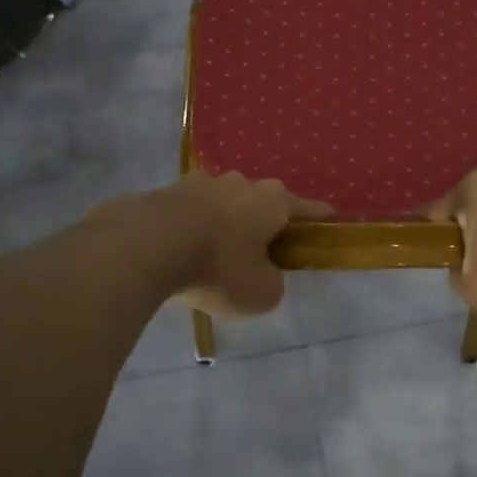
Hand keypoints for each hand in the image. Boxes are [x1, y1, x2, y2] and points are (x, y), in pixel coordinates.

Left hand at [155, 172, 330, 317]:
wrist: (147, 244)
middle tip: (261, 253)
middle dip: (264, 223)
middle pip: (263, 202)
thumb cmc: (218, 267)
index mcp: (273, 201)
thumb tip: (264, 274)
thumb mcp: (261, 293)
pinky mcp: (167, 191)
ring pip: (224, 203)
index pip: (308, 209)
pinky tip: (182, 251)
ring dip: (225, 223)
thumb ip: (272, 283)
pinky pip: (190, 211)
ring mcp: (202, 182)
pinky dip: (192, 228)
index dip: (320, 220)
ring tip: (214, 254)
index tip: (329, 225)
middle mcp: (242, 183)